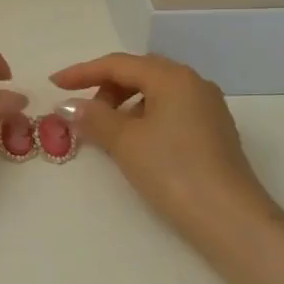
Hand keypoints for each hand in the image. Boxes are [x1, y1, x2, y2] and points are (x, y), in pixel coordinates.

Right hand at [52, 53, 283, 249]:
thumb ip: (94, 118)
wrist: (229, 219)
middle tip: (83, 112)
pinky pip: (171, 111)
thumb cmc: (173, 171)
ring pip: (157, 93)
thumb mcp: (126, 142)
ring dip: (126, 104)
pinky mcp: (214, 132)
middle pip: (140, 73)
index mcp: (173, 77)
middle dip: (106, 87)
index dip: (83, 72)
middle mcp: (194, 83)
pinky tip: (136, 142)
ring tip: (107, 131)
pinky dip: (146, 117)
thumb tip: (67, 105)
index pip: (119, 64)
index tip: (54, 83)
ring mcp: (208, 108)